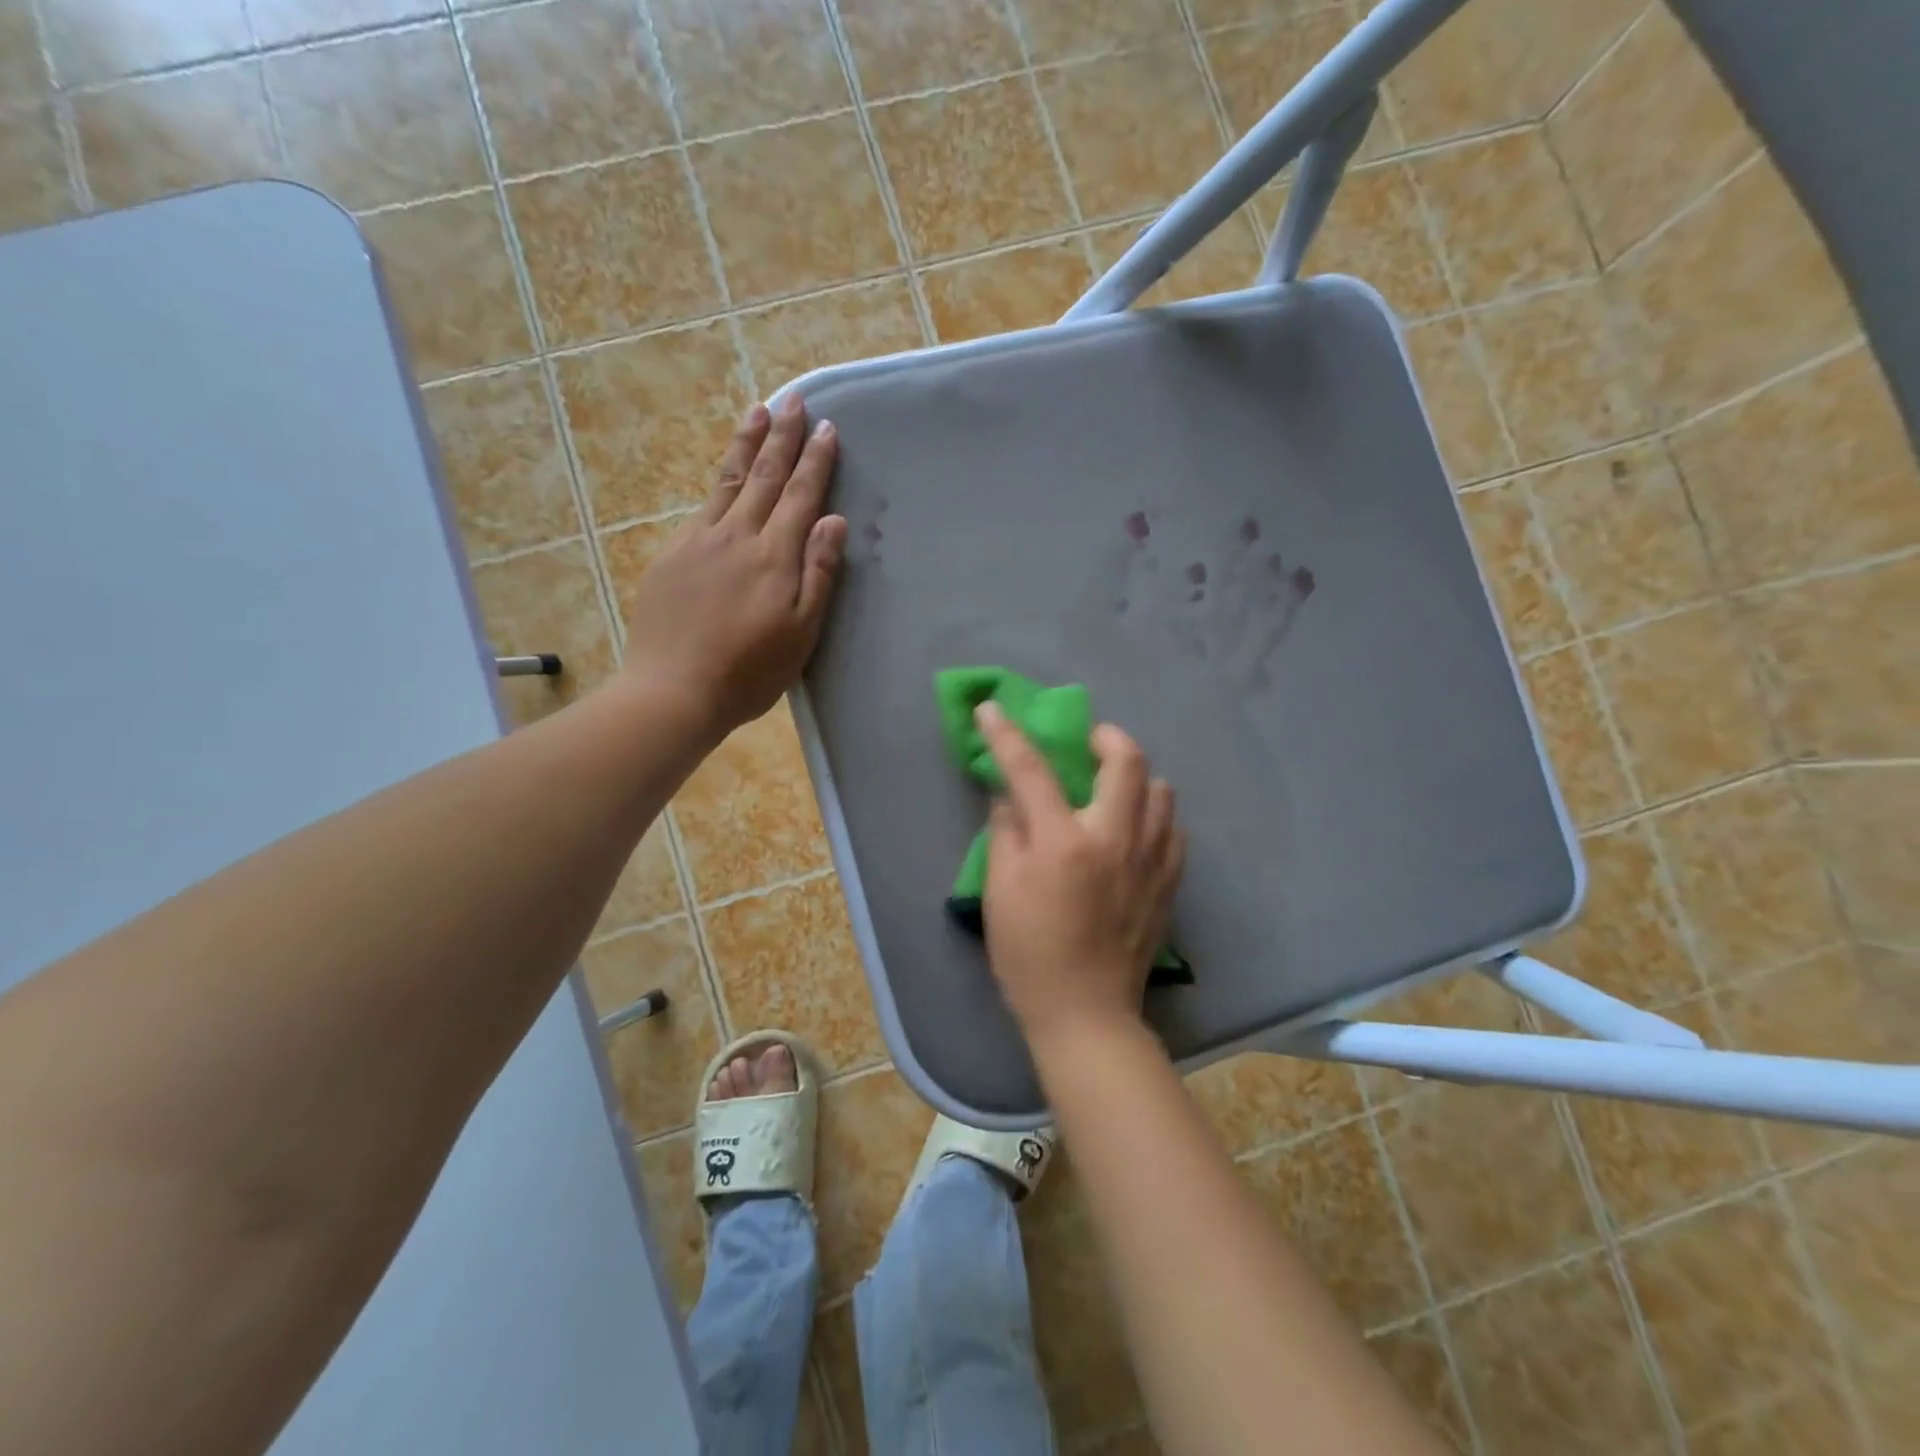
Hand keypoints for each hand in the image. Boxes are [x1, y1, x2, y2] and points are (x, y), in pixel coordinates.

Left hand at [617, 396, 845, 739]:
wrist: (673, 691)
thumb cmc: (750, 672)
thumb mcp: (801, 633)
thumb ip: (819, 573)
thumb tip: (833, 520)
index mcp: (774, 557)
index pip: (799, 495)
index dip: (814, 460)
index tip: (826, 427)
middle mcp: (736, 536)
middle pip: (764, 476)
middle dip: (781, 435)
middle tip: (793, 397)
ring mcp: (699, 541)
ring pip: (729, 481)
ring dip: (747, 444)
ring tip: (758, 411)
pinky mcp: (672, 555)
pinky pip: (702, 506)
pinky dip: (720, 481)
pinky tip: (725, 476)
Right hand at [976, 702, 1186, 1046]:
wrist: (1086, 1013)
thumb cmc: (1030, 955)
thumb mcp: (999, 891)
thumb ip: (1006, 832)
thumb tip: (1011, 798)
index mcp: (1064, 841)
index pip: (1031, 770)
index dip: (1007, 734)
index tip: (992, 709)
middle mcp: (1115, 838)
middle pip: (1127, 760)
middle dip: (1105, 736)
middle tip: (1086, 742)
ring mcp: (1150, 860)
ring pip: (1161, 790)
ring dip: (1135, 777)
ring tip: (1112, 789)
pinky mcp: (1169, 882)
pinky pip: (1172, 829)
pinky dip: (1153, 817)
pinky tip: (1133, 832)